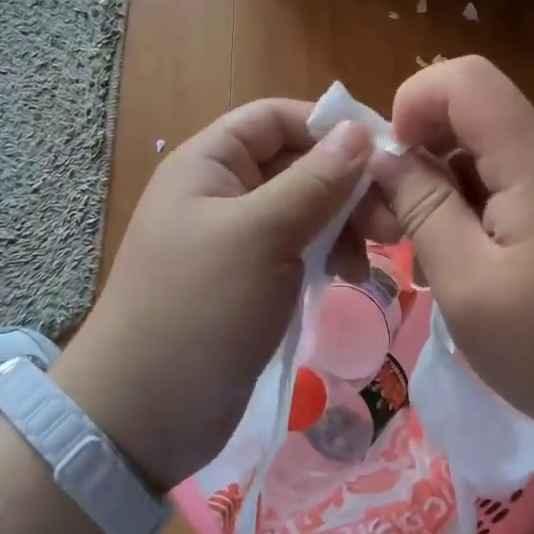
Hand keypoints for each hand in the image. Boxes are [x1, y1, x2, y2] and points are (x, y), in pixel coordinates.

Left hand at [53, 101, 378, 491]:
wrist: (143, 415)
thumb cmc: (200, 308)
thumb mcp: (261, 236)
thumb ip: (314, 182)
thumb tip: (358, 131)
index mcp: (209, 164)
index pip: (275, 118)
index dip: (328, 127)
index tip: (383, 154)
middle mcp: (222, 192)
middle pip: (296, 163)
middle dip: (346, 185)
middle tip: (390, 222)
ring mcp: (237, 239)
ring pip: (304, 209)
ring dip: (344, 224)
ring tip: (373, 258)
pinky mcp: (251, 280)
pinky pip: (298, 249)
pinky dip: (329, 255)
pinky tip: (350, 278)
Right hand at [370, 56, 533, 451]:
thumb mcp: (469, 286)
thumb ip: (424, 210)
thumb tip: (386, 158)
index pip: (464, 78)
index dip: (413, 104)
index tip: (391, 168)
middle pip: (475, 113)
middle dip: (423, 156)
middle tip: (396, 226)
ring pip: (490, 148)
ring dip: (447, 188)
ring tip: (431, 258)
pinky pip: (515, 178)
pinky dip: (478, 206)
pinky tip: (470, 263)